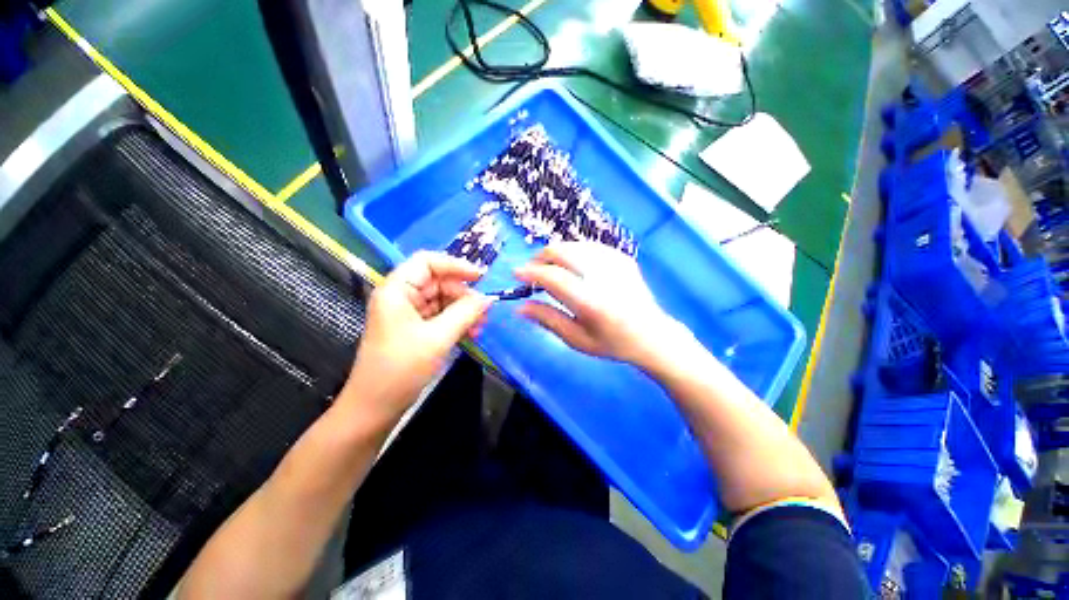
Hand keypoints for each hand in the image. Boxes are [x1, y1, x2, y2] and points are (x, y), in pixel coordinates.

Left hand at [342, 252, 494, 421]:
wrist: (375, 408)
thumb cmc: (401, 368)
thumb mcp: (438, 338)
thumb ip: (466, 313)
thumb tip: (489, 298)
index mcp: (397, 290)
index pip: (427, 261)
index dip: (455, 265)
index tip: (481, 278)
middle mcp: (401, 296)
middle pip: (438, 282)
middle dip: (464, 295)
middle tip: (484, 311)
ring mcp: (408, 313)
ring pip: (443, 300)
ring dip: (464, 310)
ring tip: (480, 326)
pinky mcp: (415, 328)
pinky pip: (441, 316)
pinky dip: (457, 322)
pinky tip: (471, 334)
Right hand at [514, 242, 687, 368]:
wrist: (652, 335)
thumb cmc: (612, 343)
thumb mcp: (577, 339)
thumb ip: (547, 319)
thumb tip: (519, 307)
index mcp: (590, 301)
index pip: (552, 276)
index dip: (530, 272)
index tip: (517, 274)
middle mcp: (602, 276)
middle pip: (561, 251)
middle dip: (540, 257)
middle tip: (533, 272)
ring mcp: (615, 263)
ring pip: (573, 245)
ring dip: (555, 254)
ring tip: (551, 270)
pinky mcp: (622, 258)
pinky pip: (588, 246)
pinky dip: (573, 253)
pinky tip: (572, 266)